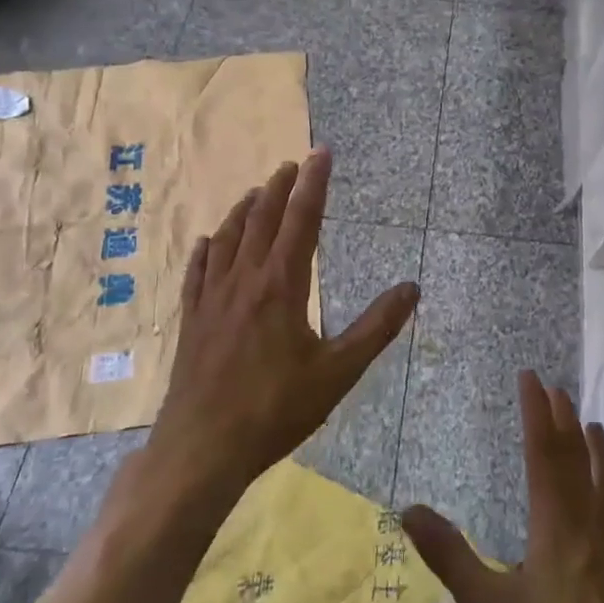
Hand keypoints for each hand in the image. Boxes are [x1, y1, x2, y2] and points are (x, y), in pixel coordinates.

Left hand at [151, 148, 418, 490]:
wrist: (202, 449)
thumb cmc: (276, 410)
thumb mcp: (338, 372)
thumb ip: (377, 327)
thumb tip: (412, 288)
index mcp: (282, 285)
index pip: (302, 219)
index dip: (314, 183)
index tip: (321, 153)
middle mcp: (244, 279)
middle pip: (262, 219)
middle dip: (278, 187)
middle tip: (291, 165)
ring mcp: (212, 298)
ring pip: (227, 238)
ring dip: (244, 210)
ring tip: (255, 192)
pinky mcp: (191, 320)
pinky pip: (197, 271)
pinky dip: (206, 249)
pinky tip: (207, 242)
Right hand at [401, 372, 603, 602]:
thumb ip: (448, 555)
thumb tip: (409, 509)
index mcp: (556, 523)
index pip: (544, 451)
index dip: (536, 411)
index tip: (531, 378)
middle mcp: (593, 519)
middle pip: (578, 456)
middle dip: (564, 418)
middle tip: (555, 389)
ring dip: (597, 446)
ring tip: (591, 425)